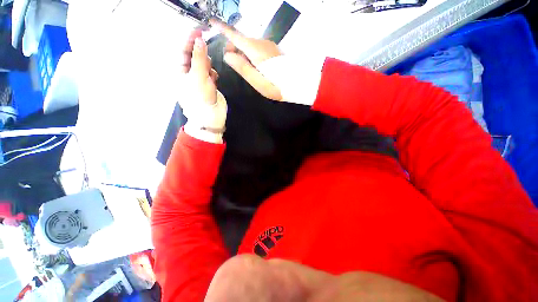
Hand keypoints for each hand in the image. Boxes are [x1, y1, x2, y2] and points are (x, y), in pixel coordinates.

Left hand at [180, 29, 226, 142]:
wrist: (211, 116)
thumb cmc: (200, 98)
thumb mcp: (198, 77)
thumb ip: (199, 58)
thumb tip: (200, 39)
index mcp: (179, 70)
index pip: (182, 50)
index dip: (190, 39)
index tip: (200, 30)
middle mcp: (187, 73)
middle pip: (194, 55)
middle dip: (201, 56)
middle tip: (207, 61)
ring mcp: (198, 78)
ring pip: (203, 63)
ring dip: (208, 66)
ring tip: (210, 76)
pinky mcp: (207, 83)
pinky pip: (210, 72)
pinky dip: (212, 74)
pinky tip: (214, 81)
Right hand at [210, 19, 283, 100]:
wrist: (297, 83)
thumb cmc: (277, 86)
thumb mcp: (258, 82)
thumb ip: (242, 68)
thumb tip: (227, 55)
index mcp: (255, 50)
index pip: (235, 36)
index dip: (222, 29)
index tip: (211, 22)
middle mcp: (261, 43)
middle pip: (241, 41)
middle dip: (233, 50)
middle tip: (235, 66)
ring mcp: (268, 45)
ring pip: (248, 45)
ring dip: (243, 54)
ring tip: (248, 71)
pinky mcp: (271, 49)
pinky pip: (256, 48)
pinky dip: (251, 55)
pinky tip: (256, 67)